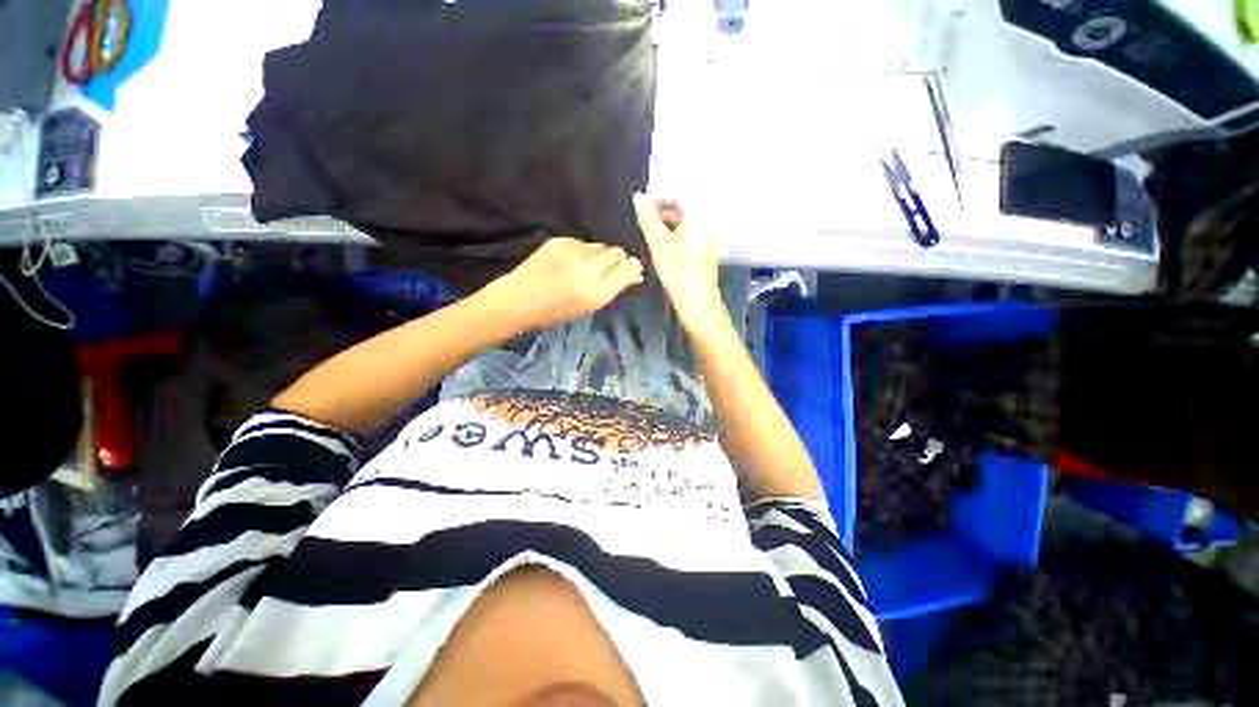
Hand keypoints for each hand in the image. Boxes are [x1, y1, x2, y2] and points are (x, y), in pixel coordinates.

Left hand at [480, 236, 643, 333]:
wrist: (518, 300)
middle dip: (615, 260)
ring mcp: (573, 252)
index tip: (626, 273)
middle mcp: (588, 270)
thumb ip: (613, 289)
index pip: (630, 267)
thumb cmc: (556, 312)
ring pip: (600, 246)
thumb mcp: (589, 308)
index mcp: (597, 292)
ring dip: (597, 255)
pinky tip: (565, 262)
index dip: (631, 268)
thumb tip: (634, 275)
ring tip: (581, 268)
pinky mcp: (559, 241)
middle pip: (618, 252)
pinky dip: (579, 251)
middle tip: (603, 271)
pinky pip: (581, 243)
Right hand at [632, 192, 730, 340]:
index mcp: (698, 220)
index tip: (639, 206)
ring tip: (642, 237)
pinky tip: (654, 253)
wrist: (698, 307)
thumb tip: (639, 197)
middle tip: (637, 223)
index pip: (678, 197)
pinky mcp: (697, 260)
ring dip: (660, 230)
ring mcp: (701, 245)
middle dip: (658, 215)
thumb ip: (649, 220)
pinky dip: (667, 243)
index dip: (657, 199)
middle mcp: (702, 229)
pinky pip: (680, 243)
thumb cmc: (681, 275)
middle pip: (679, 213)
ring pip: (678, 229)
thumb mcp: (660, 245)